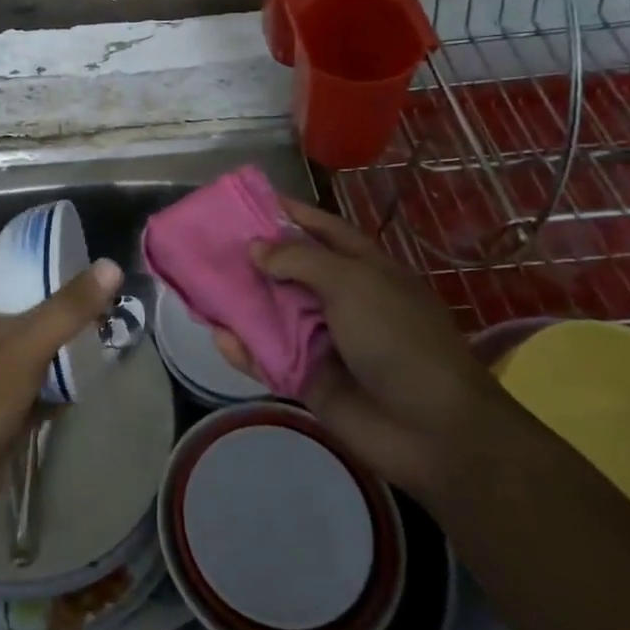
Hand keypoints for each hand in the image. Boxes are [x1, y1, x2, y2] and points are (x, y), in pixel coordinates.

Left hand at [0, 259, 122, 527]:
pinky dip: (39, 391)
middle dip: (14, 313)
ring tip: (74, 337)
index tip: (0, 277)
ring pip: (0, 356)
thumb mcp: (27, 342)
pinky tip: (73, 386)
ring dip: (31, 352)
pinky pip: (14, 393)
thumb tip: (110, 266)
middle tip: (55, 302)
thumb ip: (68, 307)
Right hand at [214, 199, 502, 496]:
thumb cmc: (398, 339)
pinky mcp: (306, 377)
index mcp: (359, 267)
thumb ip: (298, 260)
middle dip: (248, 257)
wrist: (433, 430)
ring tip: (196, 286)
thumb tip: (253, 248)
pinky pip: (267, 357)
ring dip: (238, 302)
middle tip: (203, 243)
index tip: (242, 199)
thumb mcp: (352, 283)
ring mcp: (320, 339)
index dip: (284, 211)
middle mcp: (337, 297)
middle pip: (285, 269)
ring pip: (270, 313)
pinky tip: (219, 336)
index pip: (317, 227)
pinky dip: (244, 349)